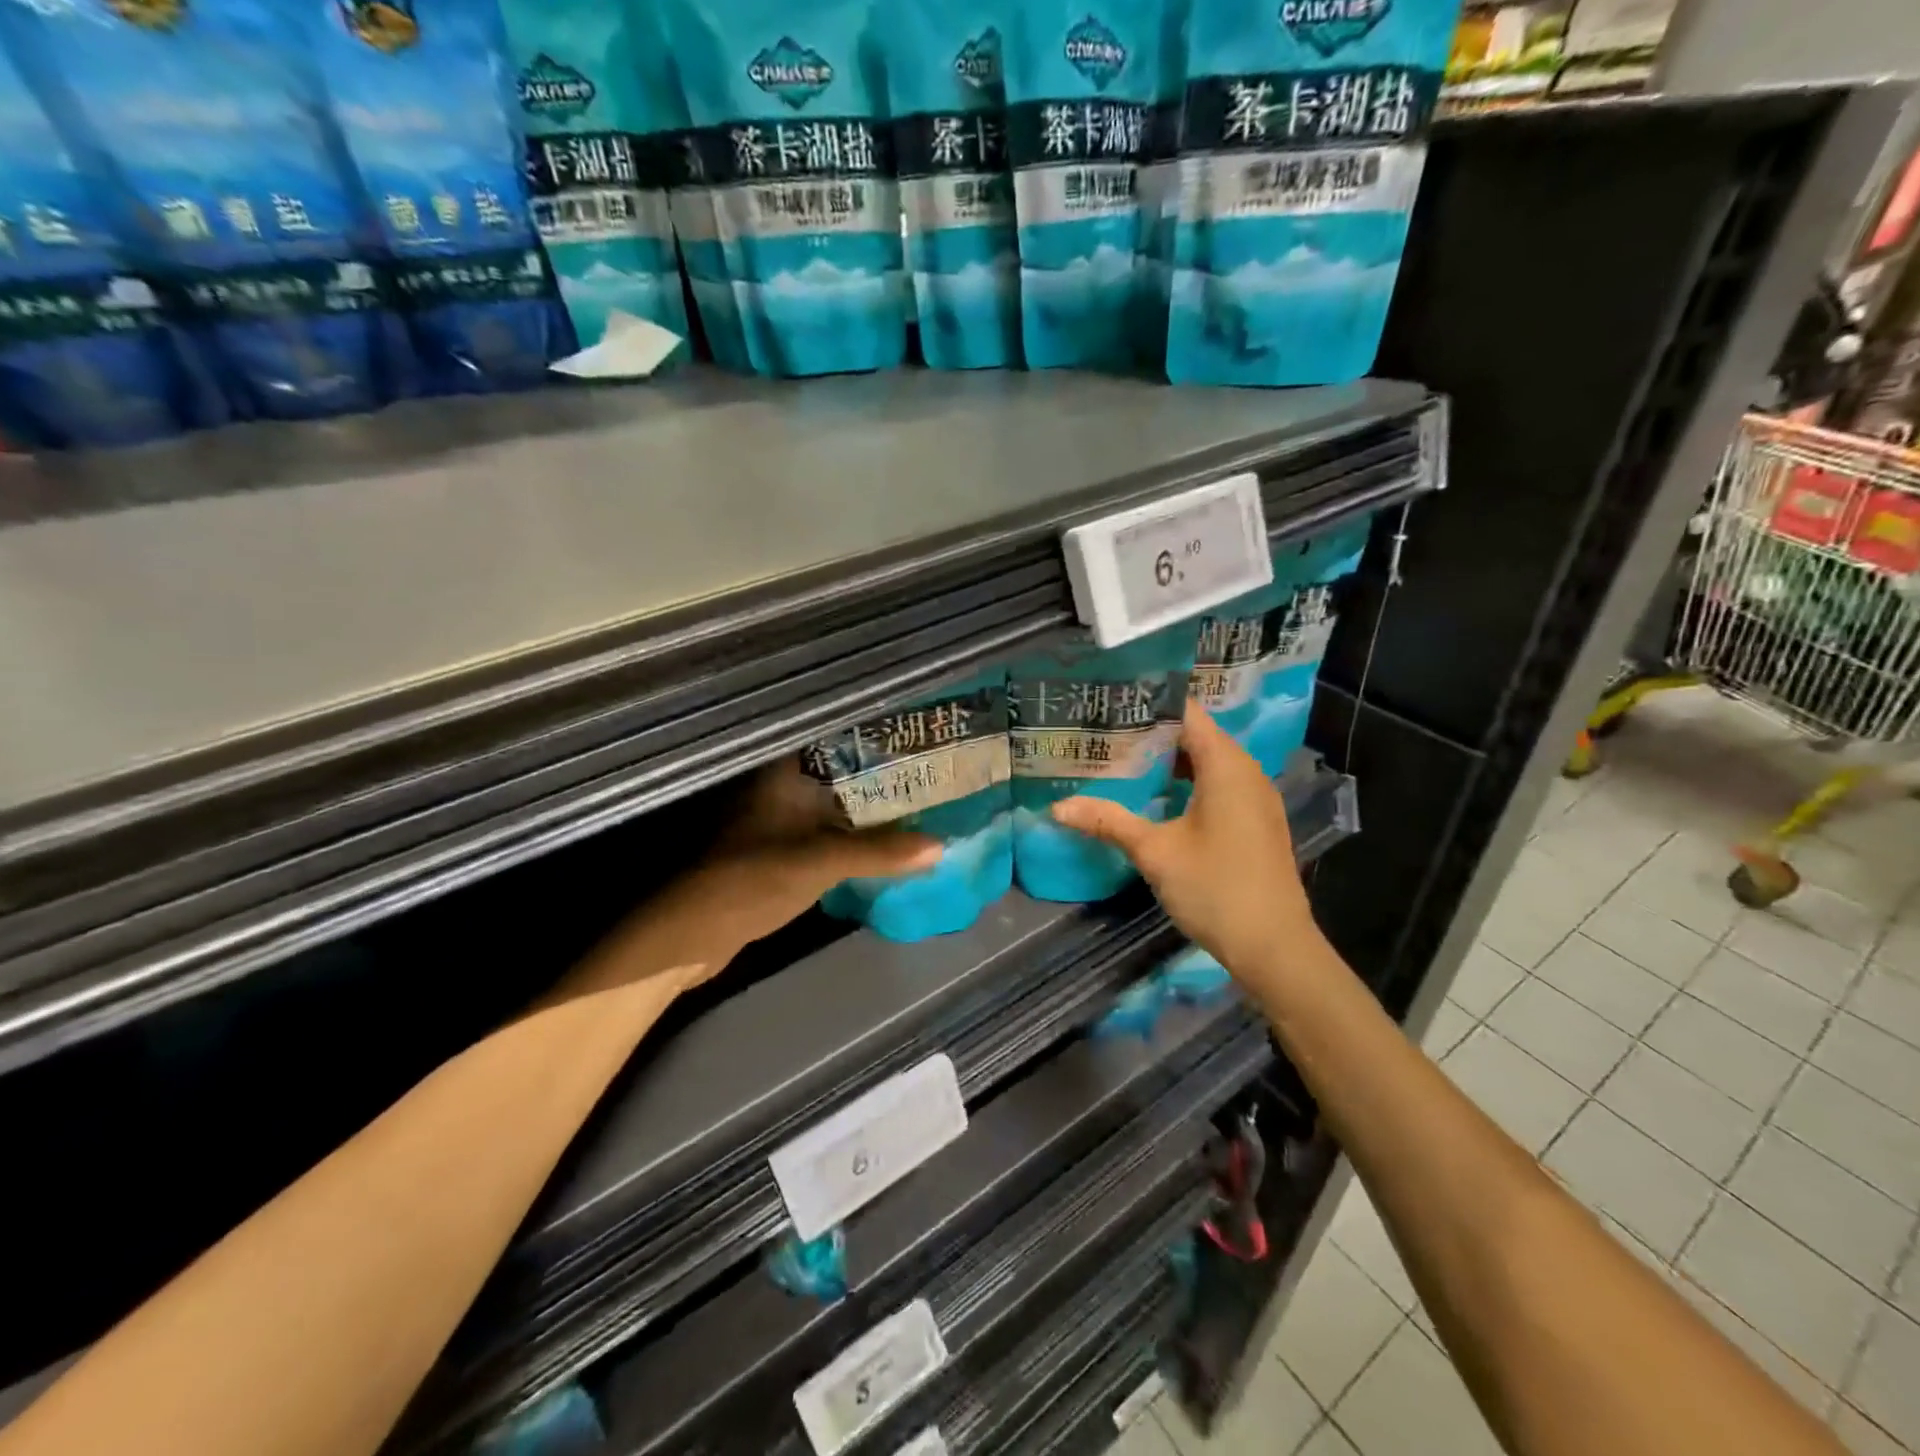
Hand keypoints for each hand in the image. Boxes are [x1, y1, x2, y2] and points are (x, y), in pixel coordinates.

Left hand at [560, 759, 939, 998]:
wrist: (691, 935)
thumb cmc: (751, 880)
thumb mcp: (820, 862)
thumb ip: (879, 852)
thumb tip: (940, 846)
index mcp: (784, 775)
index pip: (837, 741)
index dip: (876, 735)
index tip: (917, 733)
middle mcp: (783, 790)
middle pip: (842, 774)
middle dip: (884, 775)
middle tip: (933, 770)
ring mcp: (781, 823)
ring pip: (838, 806)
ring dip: (873, 809)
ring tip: (923, 801)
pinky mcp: (783, 854)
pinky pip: (831, 835)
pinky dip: (858, 837)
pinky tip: (889, 841)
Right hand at [1050, 700, 1323, 987]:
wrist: (1274, 947)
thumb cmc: (1215, 888)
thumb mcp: (1155, 851)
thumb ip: (1108, 821)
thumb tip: (1058, 806)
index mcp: (1227, 765)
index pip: (1187, 713)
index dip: (1150, 702)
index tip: (1111, 701)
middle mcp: (1246, 772)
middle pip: (1196, 735)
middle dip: (1152, 733)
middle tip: (1105, 731)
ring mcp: (1255, 798)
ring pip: (1207, 762)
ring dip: (1169, 761)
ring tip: (1122, 759)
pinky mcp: (1255, 822)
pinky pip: (1218, 785)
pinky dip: (1187, 782)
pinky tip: (1155, 797)